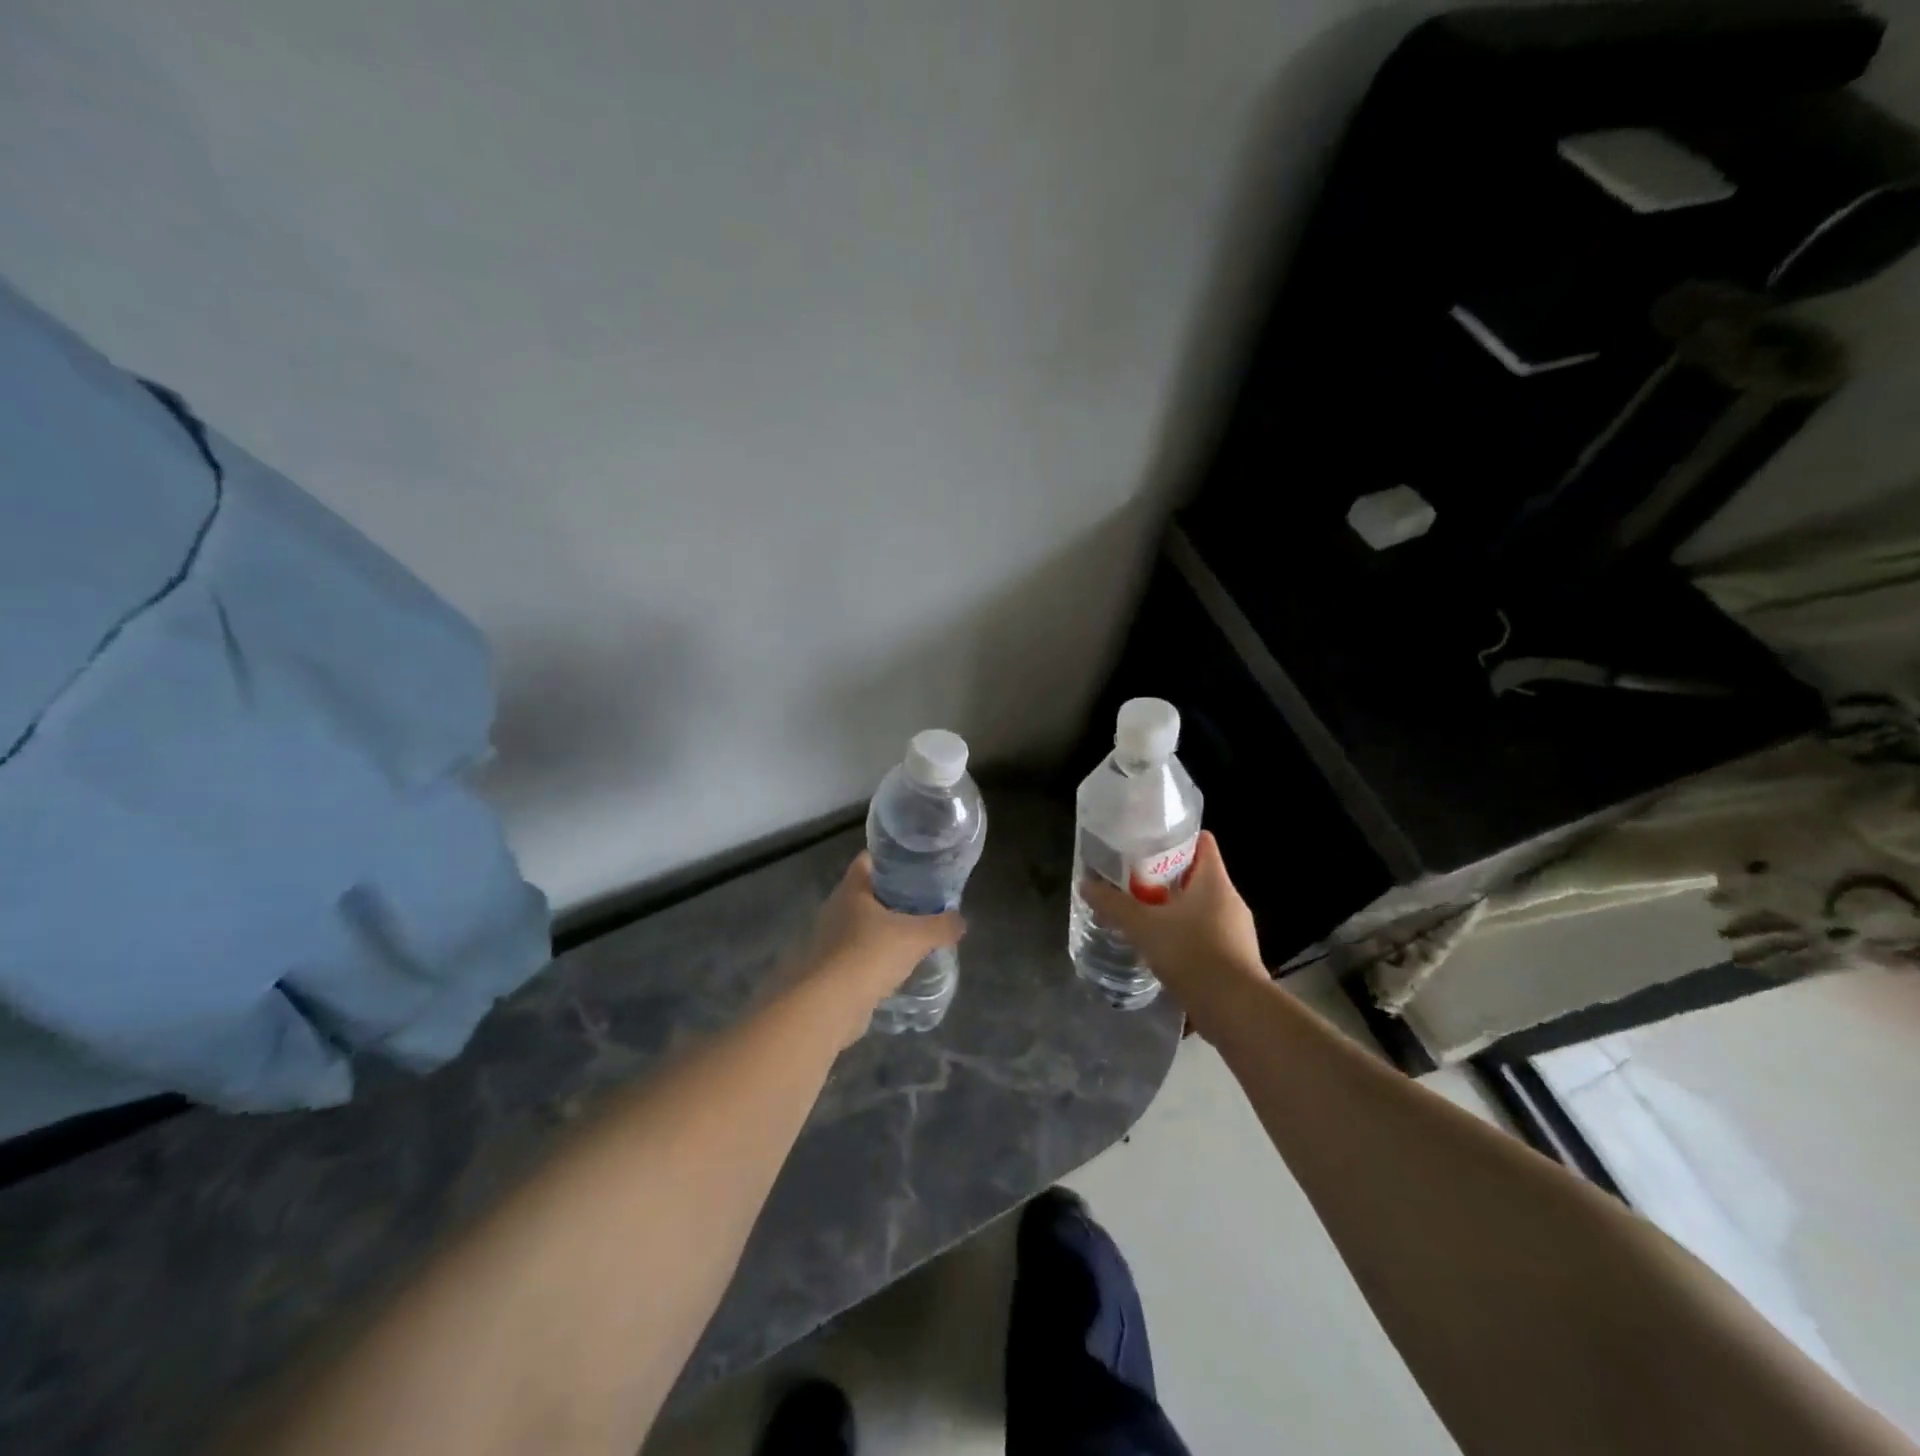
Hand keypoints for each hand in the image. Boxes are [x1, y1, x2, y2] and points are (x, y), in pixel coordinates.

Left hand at [795, 853, 964, 1035]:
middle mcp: (836, 908)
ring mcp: (830, 939)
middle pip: (868, 894)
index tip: (917, 867)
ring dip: (886, 931)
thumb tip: (960, 921)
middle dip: (895, 898)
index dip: (892, 859)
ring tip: (917, 937)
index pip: (869, 860)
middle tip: (925, 904)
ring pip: (863, 926)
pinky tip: (898, 967)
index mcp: (851, 889)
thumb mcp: (916, 937)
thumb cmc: (869, 955)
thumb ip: (942, 925)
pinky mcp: (831, 968)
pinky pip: (859, 954)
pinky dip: (877, 957)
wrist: (828, 1005)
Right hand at [1080, 832, 1266, 1027]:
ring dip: (1176, 909)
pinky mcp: (1236, 958)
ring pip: (1202, 908)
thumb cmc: (1191, 953)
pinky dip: (1186, 936)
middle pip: (1198, 876)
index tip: (1150, 841)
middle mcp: (1230, 900)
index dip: (1177, 837)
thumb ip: (1114, 904)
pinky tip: (1163, 949)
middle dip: (1168, 877)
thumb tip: (1085, 885)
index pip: (1202, 842)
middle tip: (1135, 880)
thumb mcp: (1143, 926)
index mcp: (1214, 881)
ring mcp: (1237, 931)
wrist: (1234, 1009)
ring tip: (1144, 915)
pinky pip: (1207, 936)